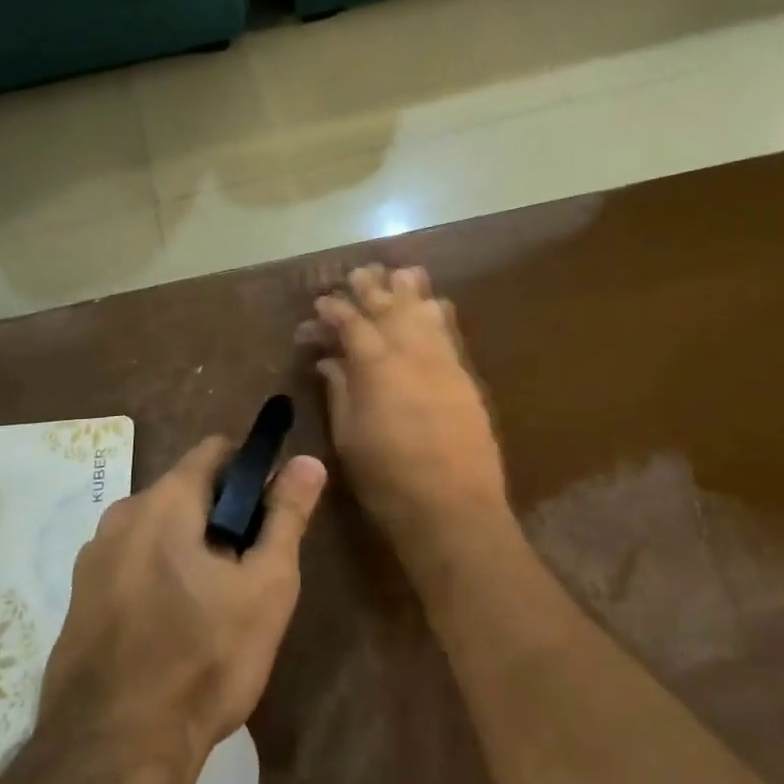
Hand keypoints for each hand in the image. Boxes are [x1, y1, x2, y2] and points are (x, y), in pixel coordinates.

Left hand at [36, 436, 326, 779]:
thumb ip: (287, 515)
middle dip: (221, 517)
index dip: (251, 470)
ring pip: (158, 530)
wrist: (112, 758)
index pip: (217, 449)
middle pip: (186, 490)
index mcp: (165, 500)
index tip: (269, 515)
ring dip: (188, 549)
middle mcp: (121, 514)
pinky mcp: (77, 600)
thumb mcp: (266, 587)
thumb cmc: (203, 661)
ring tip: (212, 608)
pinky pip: (130, 565)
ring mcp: (92, 559)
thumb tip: (308, 460)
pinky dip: (156, 577)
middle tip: (247, 572)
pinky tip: (171, 632)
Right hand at [307, 265, 507, 556]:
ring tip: (394, 275)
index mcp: (376, 364)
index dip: (332, 309)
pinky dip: (435, 310)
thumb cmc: (388, 479)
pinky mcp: (464, 374)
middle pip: (388, 304)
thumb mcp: (349, 436)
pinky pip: (448, 328)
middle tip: (355, 275)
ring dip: (406, 289)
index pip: (351, 321)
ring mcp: (442, 359)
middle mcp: (411, 350)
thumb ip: (340, 390)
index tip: (319, 305)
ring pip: (424, 307)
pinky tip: (430, 304)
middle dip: (369, 286)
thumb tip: (330, 361)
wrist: (454, 508)